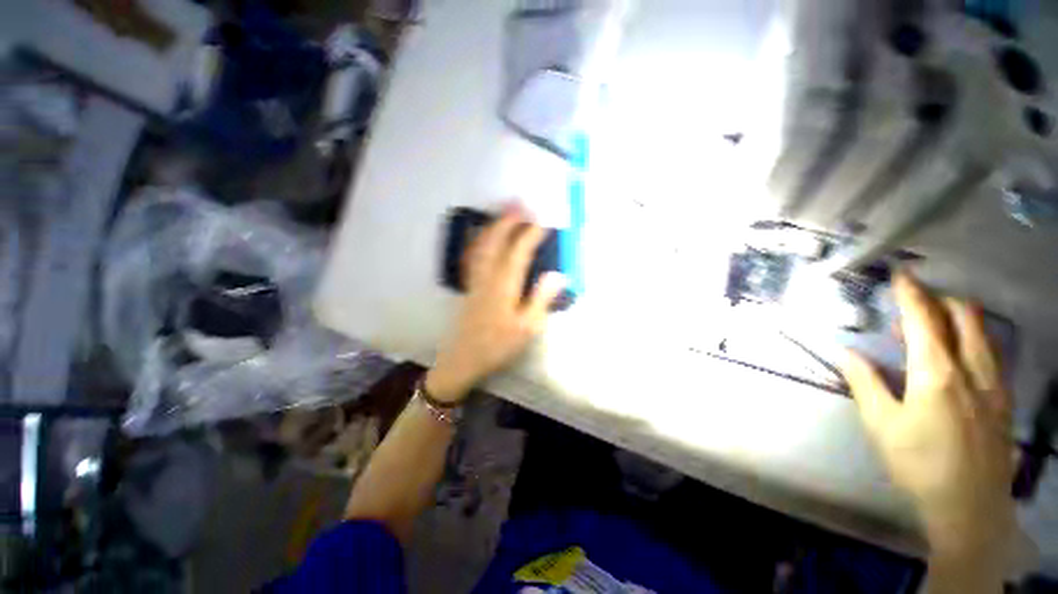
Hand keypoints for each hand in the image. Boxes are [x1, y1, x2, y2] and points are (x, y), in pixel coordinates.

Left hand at [426, 206, 565, 402]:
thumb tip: (558, 274)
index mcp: (505, 285)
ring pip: (483, 245)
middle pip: (497, 241)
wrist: (464, 359)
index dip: (532, 234)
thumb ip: (541, 299)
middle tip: (522, 204)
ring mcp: (476, 279)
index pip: (520, 251)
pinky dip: (479, 241)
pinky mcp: (470, 285)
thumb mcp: (527, 328)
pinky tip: (482, 237)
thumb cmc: (499, 345)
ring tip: (505, 212)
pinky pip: (474, 255)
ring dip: (494, 226)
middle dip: (510, 220)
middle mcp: (488, 276)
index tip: (544, 221)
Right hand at [841, 272, 1013, 559]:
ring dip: (958, 319)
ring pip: (983, 333)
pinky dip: (973, 341)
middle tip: (915, 305)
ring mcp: (994, 384)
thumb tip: (847, 352)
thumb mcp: (882, 425)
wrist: (969, 507)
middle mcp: (972, 369)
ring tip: (933, 329)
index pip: (923, 320)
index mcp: (937, 373)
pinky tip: (959, 358)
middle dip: (940, 300)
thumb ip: (865, 383)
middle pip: (964, 317)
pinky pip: (992, 354)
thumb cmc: (919, 464)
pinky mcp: (1004, 400)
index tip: (901, 274)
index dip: (911, 294)